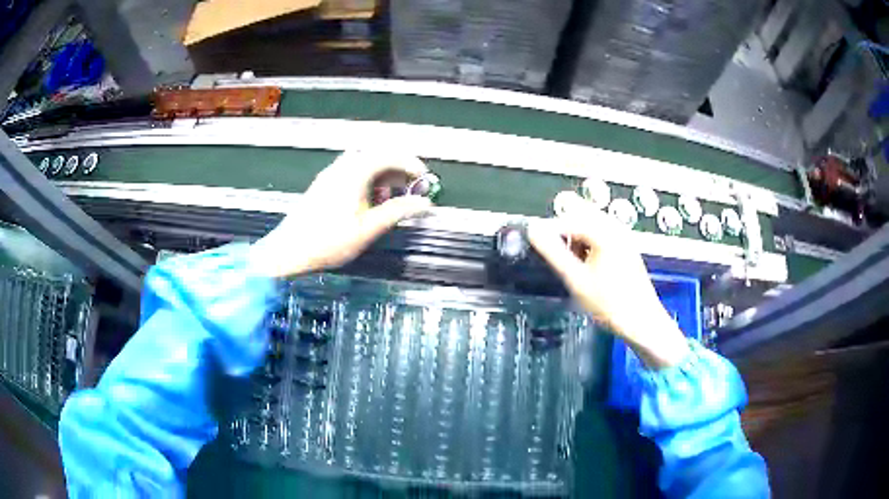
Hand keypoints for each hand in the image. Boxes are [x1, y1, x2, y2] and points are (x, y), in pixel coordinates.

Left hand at [249, 150, 432, 277]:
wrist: (290, 250)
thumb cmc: (328, 241)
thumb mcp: (369, 228)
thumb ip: (398, 212)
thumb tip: (423, 204)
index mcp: (355, 172)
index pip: (390, 155)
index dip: (411, 164)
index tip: (423, 178)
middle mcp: (342, 167)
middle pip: (377, 156)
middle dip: (398, 171)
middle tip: (410, 189)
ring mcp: (331, 174)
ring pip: (364, 164)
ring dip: (382, 177)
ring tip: (389, 200)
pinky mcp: (324, 185)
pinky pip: (352, 173)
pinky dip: (367, 182)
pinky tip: (368, 204)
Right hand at [527, 192, 689, 368]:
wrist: (642, 322)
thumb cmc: (609, 303)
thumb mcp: (576, 279)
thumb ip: (553, 252)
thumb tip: (533, 230)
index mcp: (604, 231)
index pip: (567, 219)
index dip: (549, 231)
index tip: (536, 246)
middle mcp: (615, 227)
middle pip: (581, 215)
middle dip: (564, 230)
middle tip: (553, 252)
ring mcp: (623, 236)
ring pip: (591, 224)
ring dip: (576, 237)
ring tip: (570, 262)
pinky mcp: (625, 246)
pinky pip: (601, 234)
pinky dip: (589, 243)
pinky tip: (586, 264)